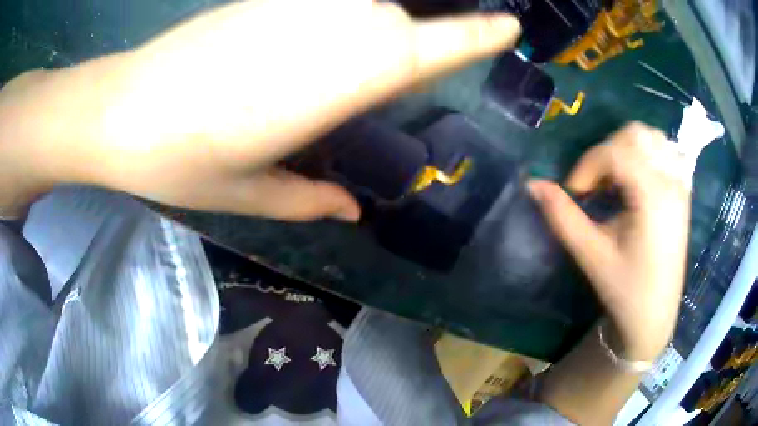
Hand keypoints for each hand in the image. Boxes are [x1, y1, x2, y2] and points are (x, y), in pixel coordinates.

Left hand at [0, 0, 519, 220]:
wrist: (117, 112)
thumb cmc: (177, 161)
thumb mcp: (247, 194)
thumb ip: (310, 198)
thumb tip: (353, 208)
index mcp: (324, 86)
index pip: (421, 47)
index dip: (474, 35)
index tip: (511, 28)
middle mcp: (317, 34)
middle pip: (397, 24)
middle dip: (413, 47)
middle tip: (379, 86)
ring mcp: (286, 9)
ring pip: (364, 8)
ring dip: (373, 34)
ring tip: (328, 75)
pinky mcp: (259, 1)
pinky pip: (324, 2)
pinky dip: (335, 21)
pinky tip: (298, 49)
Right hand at [529, 123, 689, 360]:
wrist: (655, 317)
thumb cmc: (625, 291)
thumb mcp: (592, 256)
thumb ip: (563, 217)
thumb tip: (532, 185)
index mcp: (653, 197)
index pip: (616, 153)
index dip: (588, 165)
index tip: (575, 192)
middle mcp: (672, 182)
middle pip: (636, 135)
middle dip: (608, 151)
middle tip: (597, 183)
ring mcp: (681, 186)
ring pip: (653, 137)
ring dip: (628, 148)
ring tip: (615, 179)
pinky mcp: (683, 193)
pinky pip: (666, 152)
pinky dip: (647, 154)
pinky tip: (637, 179)